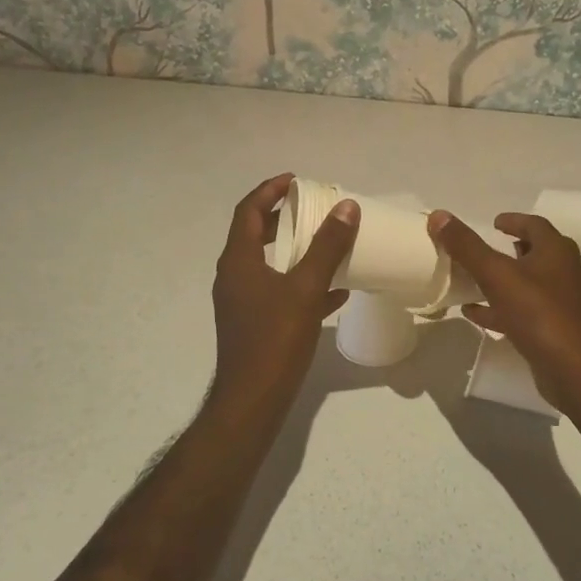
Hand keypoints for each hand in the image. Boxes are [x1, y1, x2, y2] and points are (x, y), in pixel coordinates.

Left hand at [210, 174, 358, 415]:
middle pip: (256, 234)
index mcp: (239, 261)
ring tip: (328, 242)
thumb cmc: (274, 340)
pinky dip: (302, 283)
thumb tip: (346, 208)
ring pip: (270, 264)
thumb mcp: (305, 289)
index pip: (248, 211)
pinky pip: (279, 292)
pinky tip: (335, 291)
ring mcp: (243, 302)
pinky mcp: (255, 323)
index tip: (296, 180)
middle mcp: (235, 276)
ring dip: (296, 250)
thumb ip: (326, 247)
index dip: (269, 190)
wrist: (253, 400)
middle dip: (284, 218)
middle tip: (313, 208)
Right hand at [427, 210, 580, 409]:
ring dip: (501, 280)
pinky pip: (522, 311)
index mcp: (555, 251)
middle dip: (509, 249)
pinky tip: (474, 313)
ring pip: (526, 283)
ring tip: (473, 279)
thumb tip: (439, 215)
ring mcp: (559, 302)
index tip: (493, 222)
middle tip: (484, 248)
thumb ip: (467, 246)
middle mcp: (561, 271)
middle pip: (534, 253)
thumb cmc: (537, 312)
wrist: (571, 369)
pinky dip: (499, 308)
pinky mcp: (551, 328)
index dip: (513, 221)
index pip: (534, 225)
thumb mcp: (496, 274)